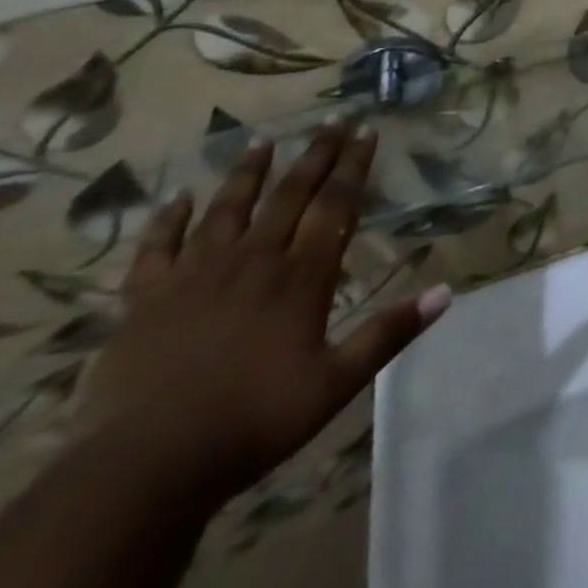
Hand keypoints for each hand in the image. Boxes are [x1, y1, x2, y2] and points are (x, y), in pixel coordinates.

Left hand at [79, 124, 450, 507]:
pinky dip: (168, 220)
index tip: (367, 130)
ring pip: (227, 209)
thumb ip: (388, 333)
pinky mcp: (144, 300)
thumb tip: (445, 292)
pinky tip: (176, 197)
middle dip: (316, 155)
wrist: (142, 468)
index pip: (335, 206)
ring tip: (263, 140)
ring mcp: (194, 276)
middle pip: (290, 195)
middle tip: (333, 119)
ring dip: (248, 172)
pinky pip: (157, 248)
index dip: (354, 166)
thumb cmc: (251, 423)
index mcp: (300, 277)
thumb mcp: (335, 384)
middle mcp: (253, 261)